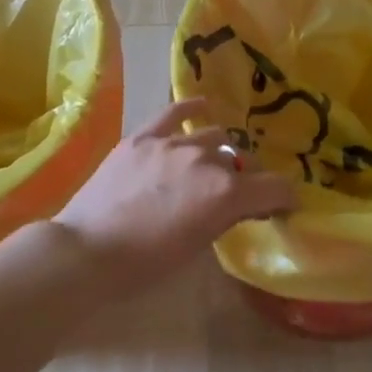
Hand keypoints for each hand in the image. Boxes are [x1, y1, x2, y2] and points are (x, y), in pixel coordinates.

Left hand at [52, 98, 296, 282]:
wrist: (86, 253)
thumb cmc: (145, 265)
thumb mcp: (197, 248)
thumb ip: (226, 218)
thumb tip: (243, 205)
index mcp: (226, 194)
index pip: (275, 187)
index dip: (285, 198)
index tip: (283, 208)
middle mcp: (207, 160)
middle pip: (243, 162)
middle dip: (248, 178)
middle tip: (239, 196)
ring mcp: (174, 143)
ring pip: (213, 137)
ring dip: (219, 154)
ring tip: (211, 167)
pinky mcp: (143, 137)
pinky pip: (174, 112)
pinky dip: (191, 108)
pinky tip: (200, 106)